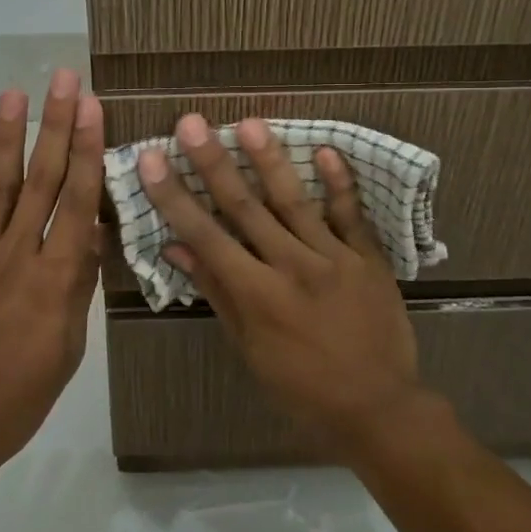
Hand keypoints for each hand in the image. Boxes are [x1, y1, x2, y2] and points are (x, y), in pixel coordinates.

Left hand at [0, 69, 102, 498]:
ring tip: (15, 95)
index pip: (77, 202)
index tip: (91, 108)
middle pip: (41, 181)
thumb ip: (76, 288)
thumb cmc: (16, 399)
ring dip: (8, 138)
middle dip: (54, 126)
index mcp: (55, 280)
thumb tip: (90, 236)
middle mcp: (16, 256)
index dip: (86, 150)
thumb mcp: (66, 351)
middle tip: (63, 80)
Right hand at [138, 114, 429, 459]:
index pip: (206, 236)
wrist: (379, 408)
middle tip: (192, 123)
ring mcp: (335, 258)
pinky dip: (340, 183)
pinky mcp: (369, 258)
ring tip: (250, 123)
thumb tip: (177, 247)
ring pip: (295, 202)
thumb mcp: (250, 349)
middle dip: (214, 163)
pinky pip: (352, 215)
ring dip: (270, 160)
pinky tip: (325, 149)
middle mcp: (292, 267)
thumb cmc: (303, 387)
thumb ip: (217, 293)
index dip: (175, 197)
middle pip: (246, 208)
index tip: (152, 160)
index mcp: (258, 295)